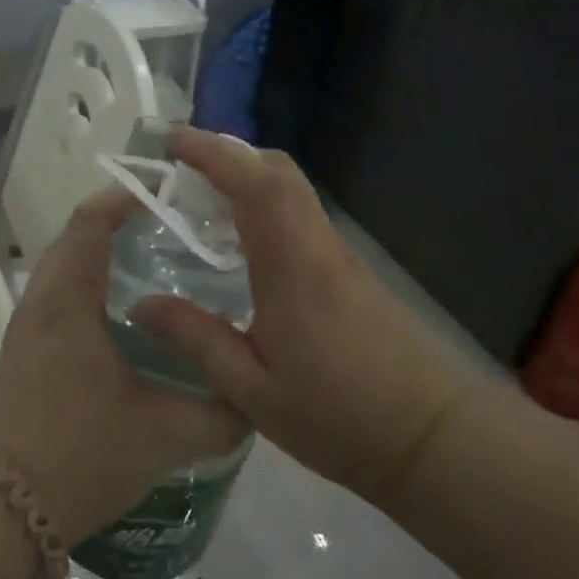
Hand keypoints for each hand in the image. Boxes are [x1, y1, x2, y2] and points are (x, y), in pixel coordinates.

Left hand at [0, 187, 246, 548]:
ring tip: (160, 266)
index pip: (92, 222)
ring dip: (106, 257)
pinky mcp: (26, 352)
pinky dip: (94, 287)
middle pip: (78, 238)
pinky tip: (130, 319)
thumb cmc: (80, 454)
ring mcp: (28, 327)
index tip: (171, 194)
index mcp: (68, 300)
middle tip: (177, 230)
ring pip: (68, 269)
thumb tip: (254, 400)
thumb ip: (219, 415)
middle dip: (123, 225)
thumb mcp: (164, 435)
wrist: (1, 509)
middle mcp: (42, 302)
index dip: (126, 198)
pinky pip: (62, 297)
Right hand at [129, 128, 470, 505]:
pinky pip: (302, 217)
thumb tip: (141, 304)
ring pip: (294, 192)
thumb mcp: (253, 392)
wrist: (437, 439)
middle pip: (280, 172)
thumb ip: (197, 340)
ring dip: (249, 178)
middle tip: (182, 165)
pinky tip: (242, 243)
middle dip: (230, 154)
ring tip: (202, 198)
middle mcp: (318, 247)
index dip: (212, 153)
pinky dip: (267, 206)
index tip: (172, 140)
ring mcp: (341, 257)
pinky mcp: (353, 274)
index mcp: (292, 266)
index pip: (254, 184)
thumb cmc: (340, 417)